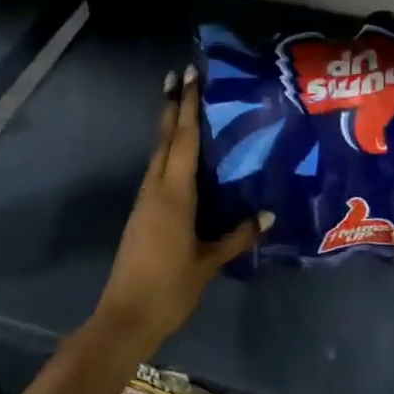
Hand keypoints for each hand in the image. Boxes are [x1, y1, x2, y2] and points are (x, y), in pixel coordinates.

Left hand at [95, 65, 270, 348]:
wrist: (125, 318)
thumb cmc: (170, 289)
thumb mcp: (209, 263)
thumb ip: (238, 236)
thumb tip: (269, 214)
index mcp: (174, 196)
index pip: (182, 141)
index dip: (187, 107)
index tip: (187, 76)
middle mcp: (156, 190)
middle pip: (164, 140)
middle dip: (172, 107)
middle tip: (179, 76)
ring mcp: (145, 202)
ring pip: (158, 155)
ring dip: (168, 128)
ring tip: (182, 107)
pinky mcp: (142, 215)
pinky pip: (157, 173)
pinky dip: (168, 154)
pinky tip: (180, 158)